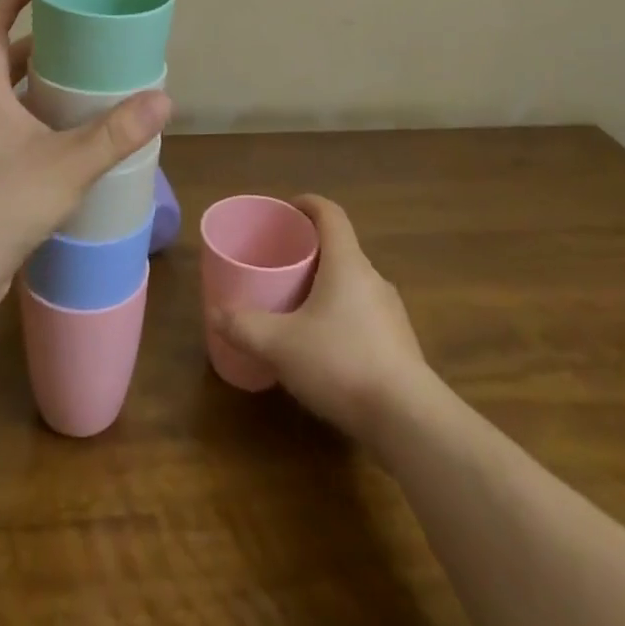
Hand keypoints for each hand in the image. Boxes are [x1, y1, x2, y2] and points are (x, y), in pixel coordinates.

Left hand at [0, 0, 170, 323]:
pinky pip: (14, 141)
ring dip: (40, 93)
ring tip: (83, 91)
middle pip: (2, 66)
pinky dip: (41, 132)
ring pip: (9, 107)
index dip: (9, 1)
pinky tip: (72, 150)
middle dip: (37, 48)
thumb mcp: (67, 163)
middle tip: (78, 42)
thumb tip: (163, 100)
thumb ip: (115, 134)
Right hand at [208, 195, 426, 439]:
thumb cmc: (341, 363)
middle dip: (311, 251)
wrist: (409, 421)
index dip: (309, 204)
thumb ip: (245, 327)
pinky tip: (324, 349)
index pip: (331, 214)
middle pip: (341, 249)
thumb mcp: (281, 345)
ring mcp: (391, 313)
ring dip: (327, 287)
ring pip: (353, 285)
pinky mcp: (400, 346)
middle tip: (281, 263)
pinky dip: (341, 318)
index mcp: (347, 263)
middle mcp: (373, 279)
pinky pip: (364, 316)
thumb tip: (215, 314)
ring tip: (298, 307)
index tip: (288, 209)